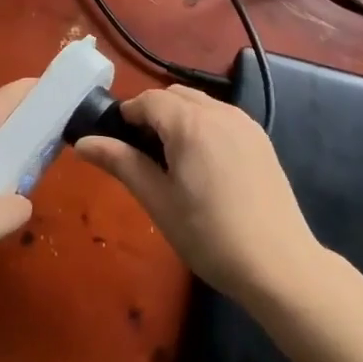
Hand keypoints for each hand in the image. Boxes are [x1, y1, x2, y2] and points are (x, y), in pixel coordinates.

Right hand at [76, 85, 321, 303]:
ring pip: (199, 103)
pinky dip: (203, 126)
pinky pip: (222, 117)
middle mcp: (219, 112)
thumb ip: (121, 163)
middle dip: (153, 114)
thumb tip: (83, 143)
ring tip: (174, 163)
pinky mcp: (261, 139)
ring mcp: (244, 123)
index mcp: (190, 122)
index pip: (148, 100)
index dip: (128, 117)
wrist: (279, 266)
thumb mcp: (158, 200)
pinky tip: (205, 167)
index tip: (118, 146)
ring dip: (179, 118)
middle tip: (144, 157)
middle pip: (174, 95)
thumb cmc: (209, 236)